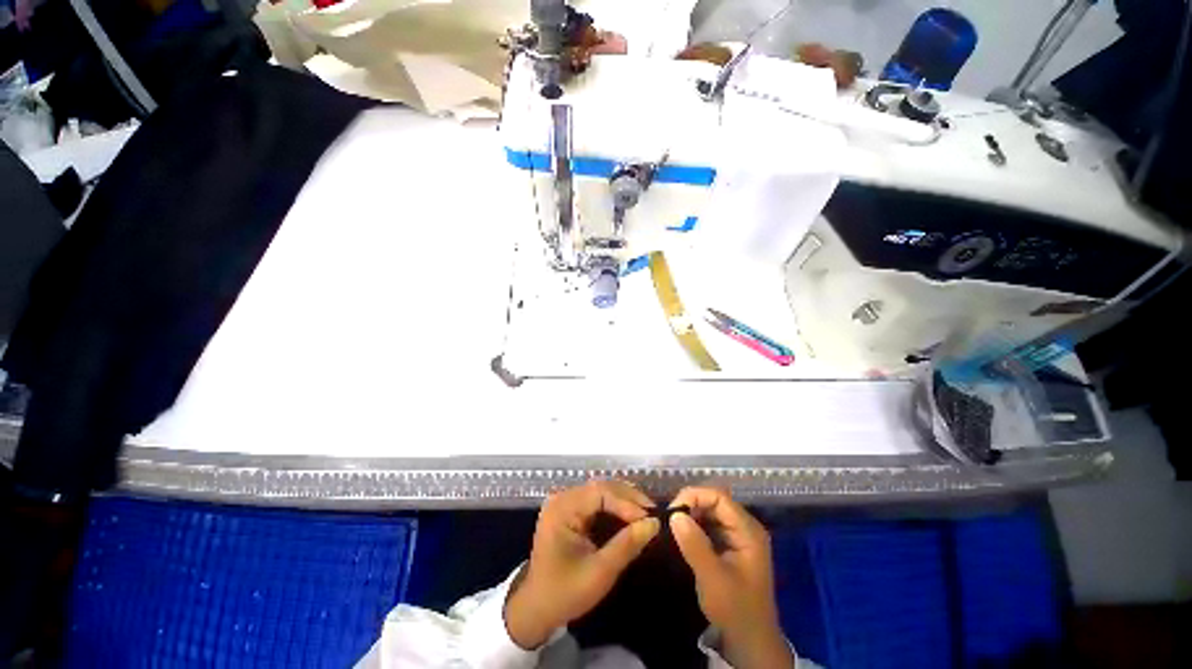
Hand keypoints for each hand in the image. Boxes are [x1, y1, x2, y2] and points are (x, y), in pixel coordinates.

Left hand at [504, 480, 659, 649]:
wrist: (536, 609)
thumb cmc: (565, 593)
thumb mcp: (599, 573)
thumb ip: (627, 545)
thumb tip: (654, 523)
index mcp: (562, 508)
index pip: (600, 493)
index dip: (627, 502)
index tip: (650, 518)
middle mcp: (562, 498)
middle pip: (601, 488)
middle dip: (629, 498)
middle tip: (652, 513)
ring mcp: (565, 502)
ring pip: (601, 492)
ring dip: (624, 501)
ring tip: (646, 514)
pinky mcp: (570, 510)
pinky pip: (596, 501)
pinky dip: (615, 507)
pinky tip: (629, 516)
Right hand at [669, 487, 792, 668]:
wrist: (750, 642)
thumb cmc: (735, 610)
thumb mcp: (713, 578)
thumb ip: (694, 544)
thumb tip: (674, 514)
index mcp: (748, 530)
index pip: (719, 497)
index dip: (694, 496)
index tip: (672, 511)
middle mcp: (744, 527)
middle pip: (714, 502)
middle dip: (691, 505)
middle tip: (670, 519)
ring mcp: (738, 536)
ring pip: (710, 512)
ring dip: (691, 516)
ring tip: (673, 526)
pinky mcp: (730, 546)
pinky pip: (710, 526)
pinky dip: (695, 527)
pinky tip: (682, 535)